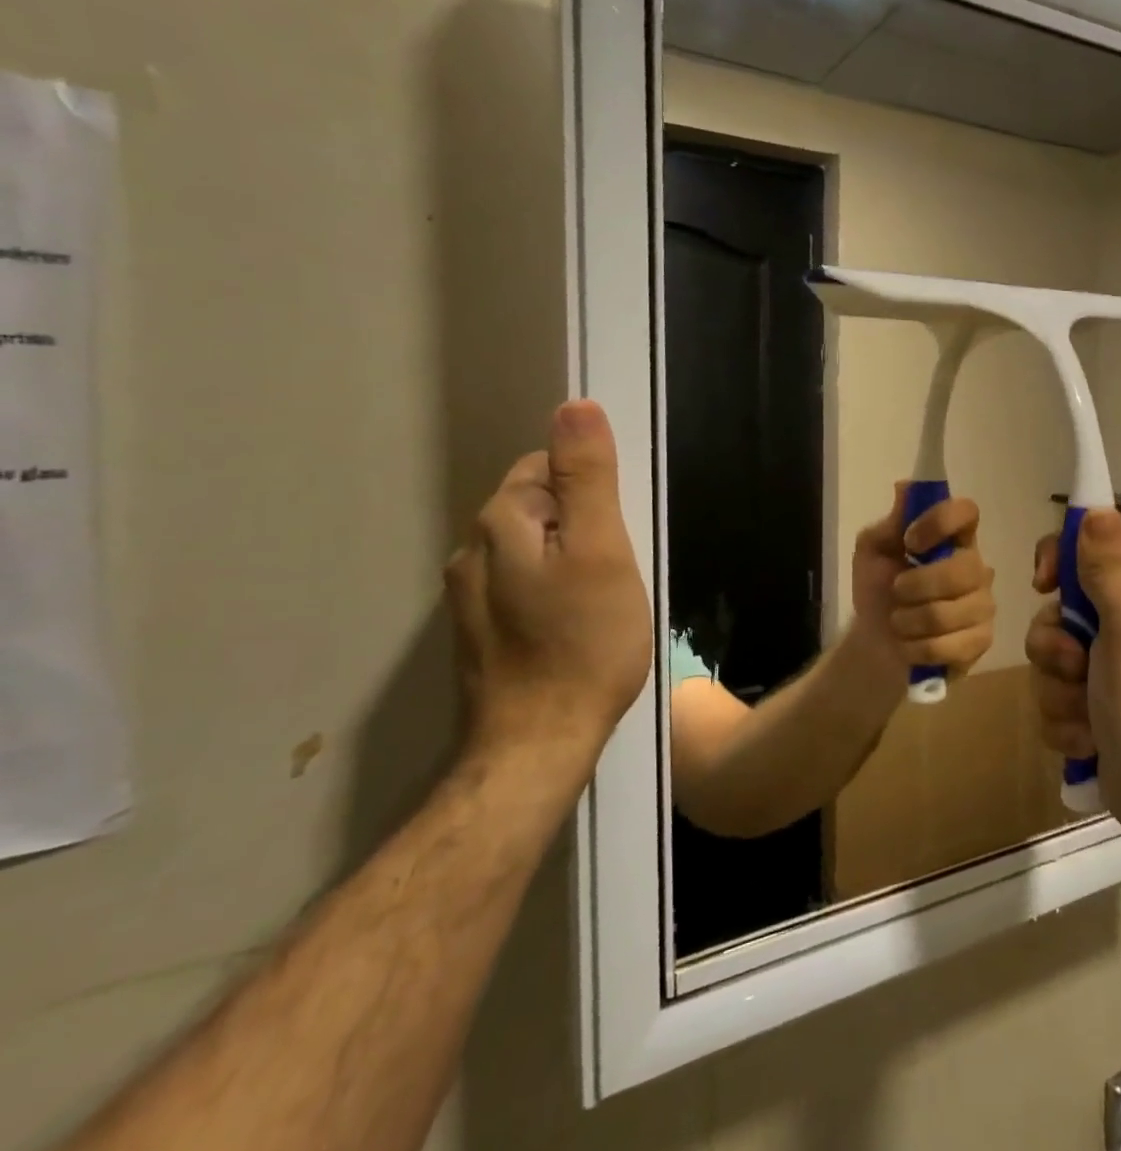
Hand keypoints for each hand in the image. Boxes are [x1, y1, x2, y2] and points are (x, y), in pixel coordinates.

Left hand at [445, 400, 651, 777]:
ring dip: (569, 556)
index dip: (593, 490)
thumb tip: (575, 406)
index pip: (547, 466)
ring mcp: (470, 595)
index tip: (619, 530)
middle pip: (538, 505)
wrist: (538, 744)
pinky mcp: (481, 631)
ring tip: (602, 596)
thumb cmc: (583, 642)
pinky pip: (524, 583)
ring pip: (532, 546)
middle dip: (581, 521)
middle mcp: (473, 550)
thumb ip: (588, 478)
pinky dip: (554, 588)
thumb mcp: (601, 550)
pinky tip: (576, 622)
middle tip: (618, 567)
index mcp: (501, 522)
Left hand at [850, 484, 995, 678]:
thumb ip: (890, 522)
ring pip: (949, 613)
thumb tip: (905, 486)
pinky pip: (950, 646)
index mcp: (954, 538)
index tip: (910, 541)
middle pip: (962, 570)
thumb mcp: (872, 551)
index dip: (939, 523)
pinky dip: (917, 648)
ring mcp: (983, 605)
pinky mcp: (981, 641)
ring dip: (909, 621)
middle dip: (916, 586)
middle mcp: (977, 567)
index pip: (967, 512)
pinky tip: (911, 645)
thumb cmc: (877, 589)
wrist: (874, 644)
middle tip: (896, 591)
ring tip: (899, 622)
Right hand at [1026, 510, 1120, 837]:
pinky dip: (1063, 718)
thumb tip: (1095, 507)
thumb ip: (1109, 566)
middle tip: (1077, 666)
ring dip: (1058, 689)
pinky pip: (1050, 694)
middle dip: (1055, 644)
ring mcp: (1105, 665)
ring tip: (1087, 713)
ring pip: (1047, 655)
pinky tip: (1088, 737)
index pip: (1090, 545)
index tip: (1044, 583)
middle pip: (1057, 606)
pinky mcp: (1088, 704)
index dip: (1060, 558)